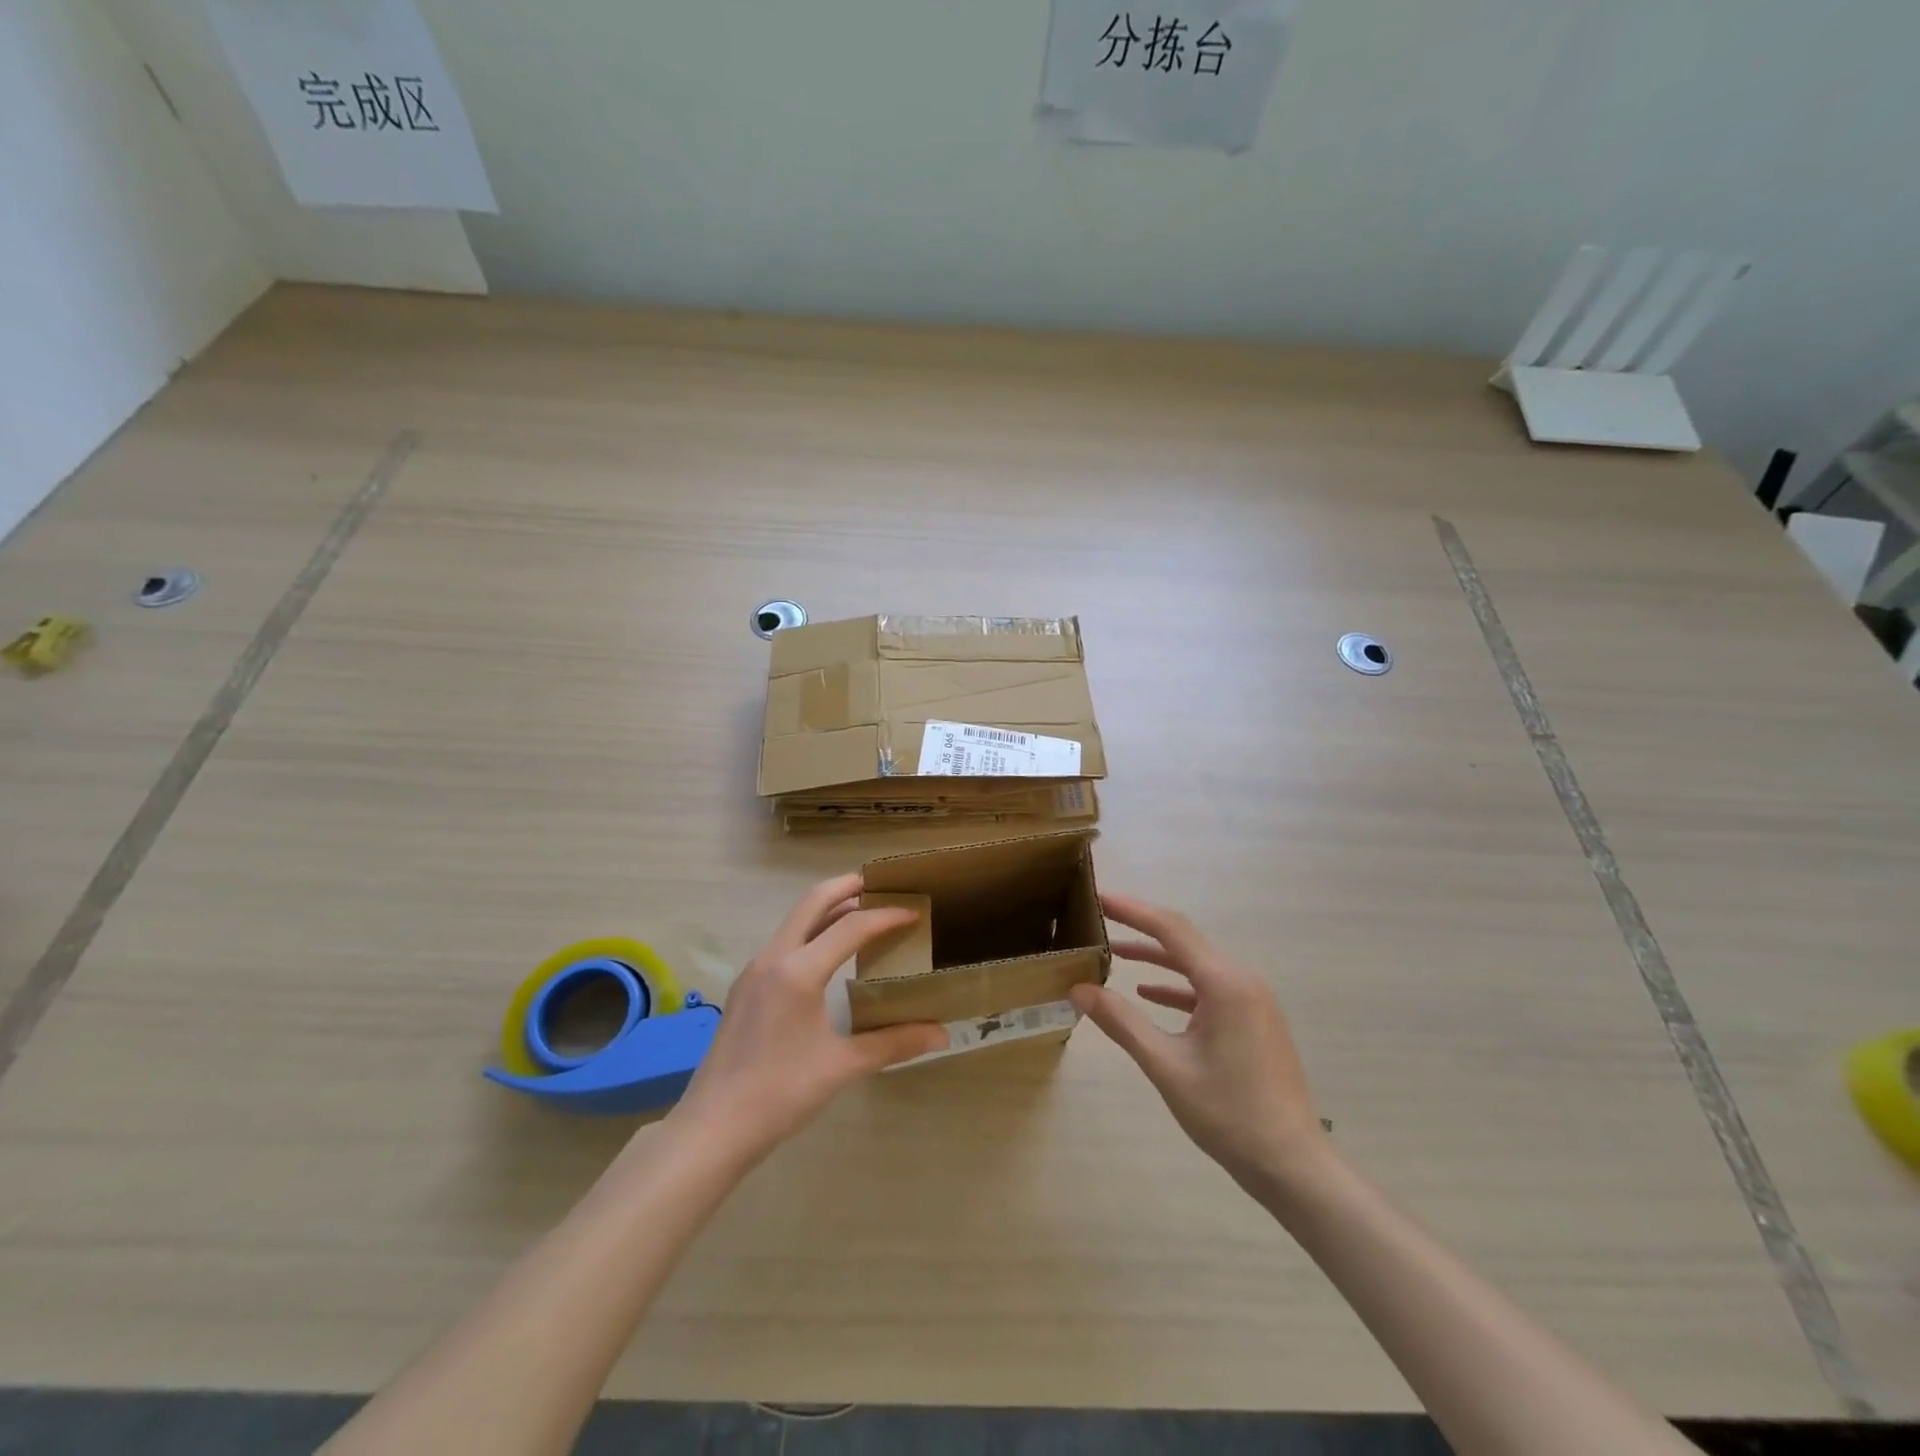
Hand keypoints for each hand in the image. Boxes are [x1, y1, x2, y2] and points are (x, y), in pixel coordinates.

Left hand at [670, 873, 946, 1162]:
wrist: (713, 1127)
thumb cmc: (780, 1094)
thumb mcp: (842, 1066)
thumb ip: (893, 1043)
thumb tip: (942, 1035)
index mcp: (798, 971)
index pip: (851, 927)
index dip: (885, 916)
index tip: (914, 911)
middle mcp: (774, 958)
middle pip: (813, 902)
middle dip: (847, 888)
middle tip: (880, 885)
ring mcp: (755, 970)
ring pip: (795, 920)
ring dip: (827, 908)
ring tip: (860, 913)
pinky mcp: (746, 986)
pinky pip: (784, 941)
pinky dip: (811, 931)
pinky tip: (828, 953)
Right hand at [1071, 893, 1328, 1191]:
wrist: (1293, 1165)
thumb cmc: (1229, 1114)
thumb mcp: (1166, 1066)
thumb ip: (1122, 1022)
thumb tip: (1079, 990)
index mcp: (1225, 983)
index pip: (1171, 929)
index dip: (1132, 910)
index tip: (1099, 896)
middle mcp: (1242, 980)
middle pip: (1184, 940)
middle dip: (1141, 927)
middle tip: (1101, 918)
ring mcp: (1251, 1000)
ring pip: (1196, 964)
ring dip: (1157, 957)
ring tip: (1116, 953)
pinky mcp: (1253, 1019)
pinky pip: (1209, 988)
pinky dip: (1177, 985)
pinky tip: (1149, 993)